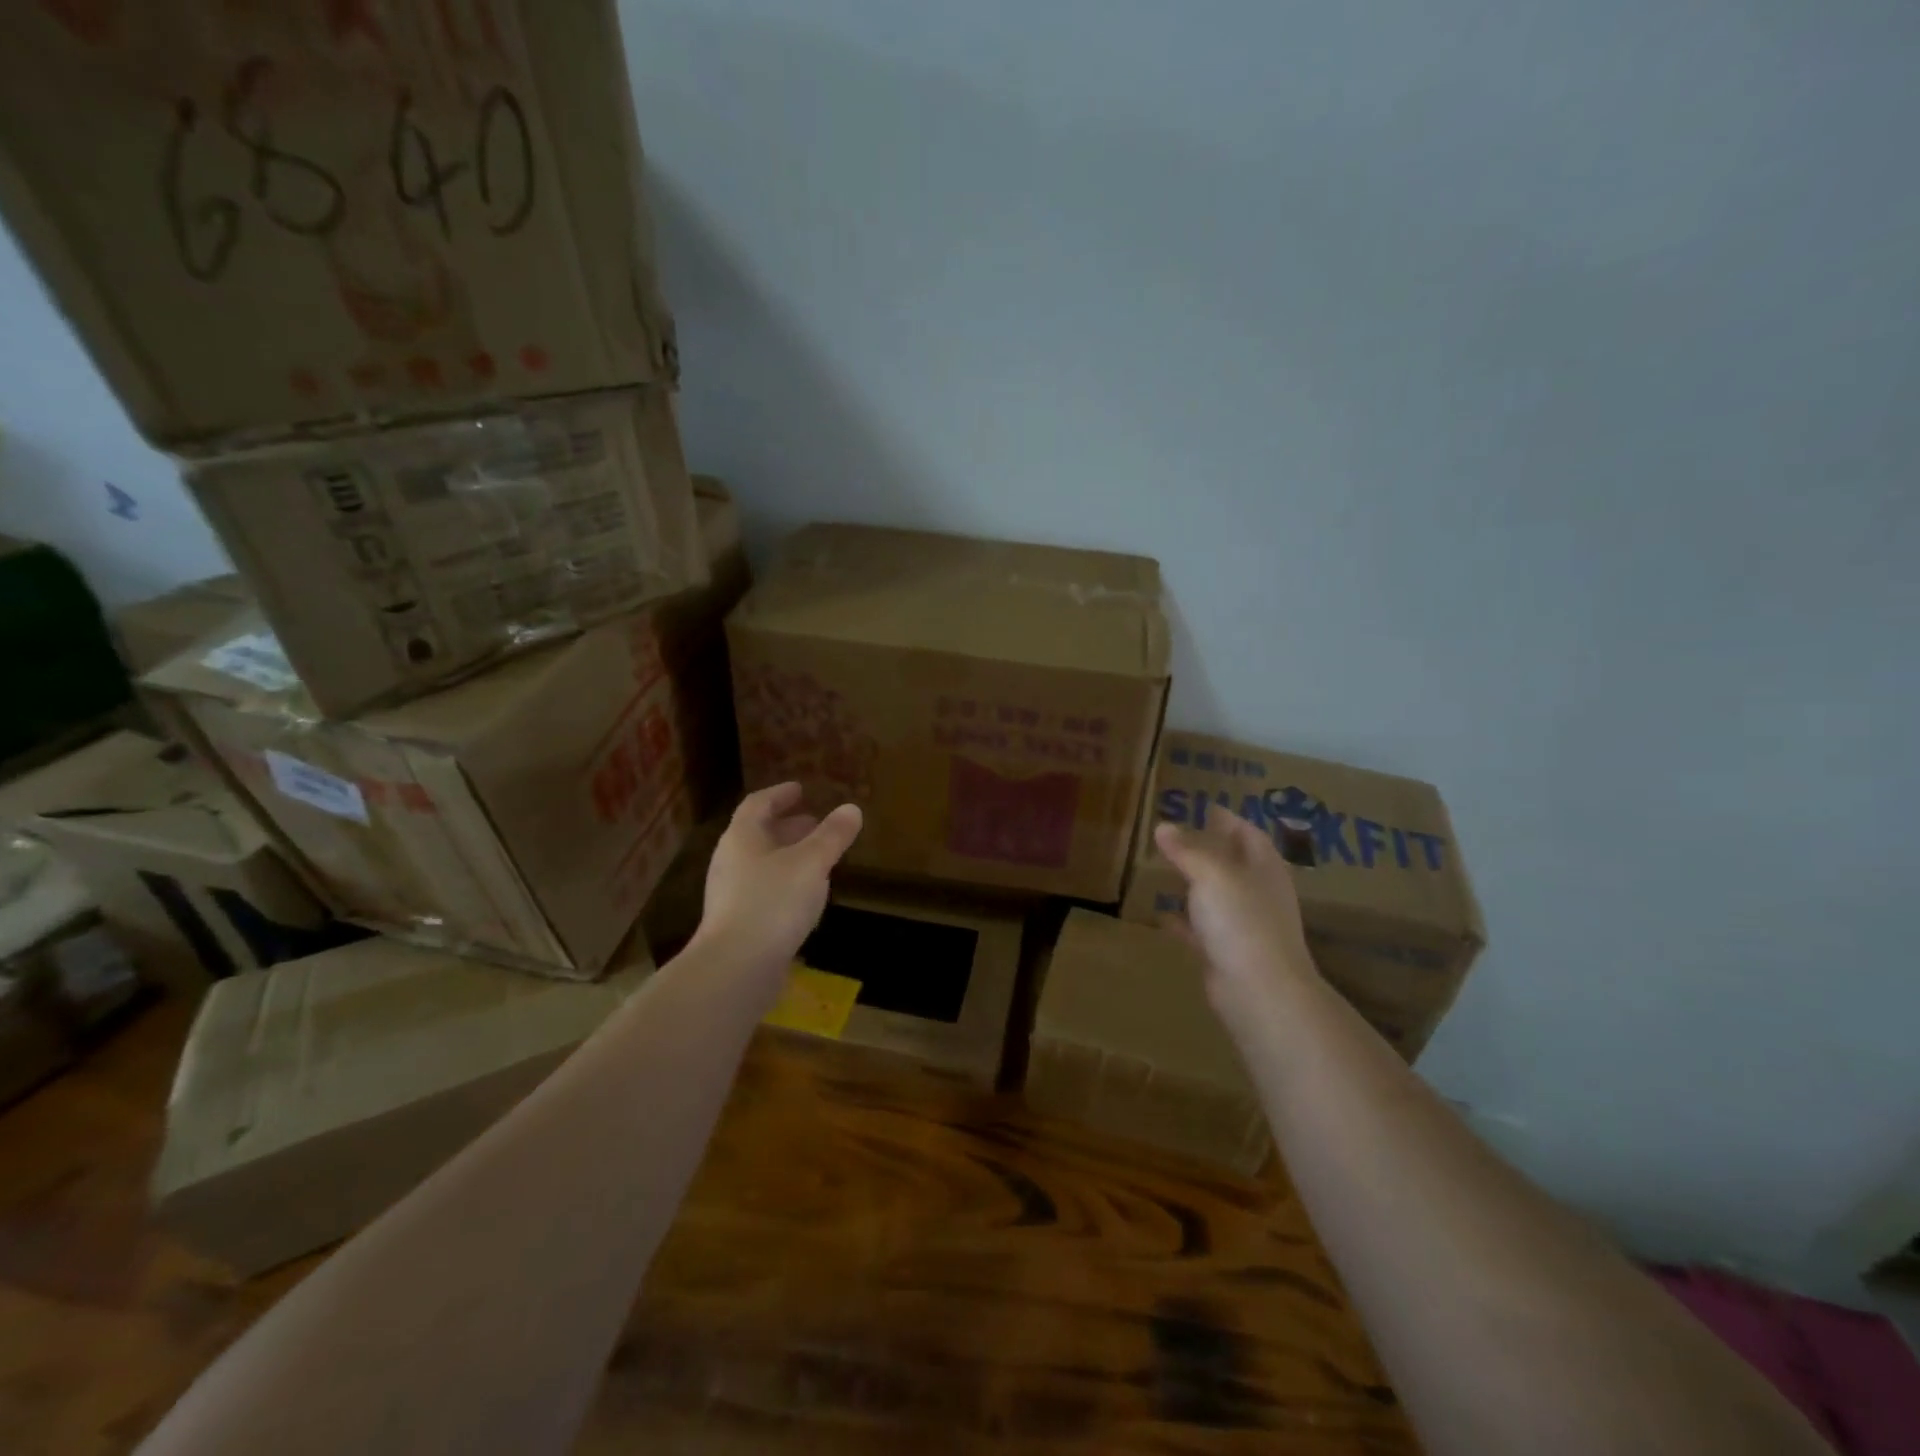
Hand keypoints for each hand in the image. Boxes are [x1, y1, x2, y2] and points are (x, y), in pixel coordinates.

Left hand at [693, 783, 862, 975]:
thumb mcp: (811, 863)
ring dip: (788, 857)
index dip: (779, 795)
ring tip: (817, 859)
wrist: (736, 968)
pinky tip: (806, 898)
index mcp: (742, 838)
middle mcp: (731, 862)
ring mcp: (731, 895)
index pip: (758, 804)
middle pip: (758, 835)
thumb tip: (852, 809)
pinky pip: (763, 892)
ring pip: (762, 865)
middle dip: (787, 827)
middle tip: (813, 822)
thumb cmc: (773, 903)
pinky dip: (785, 884)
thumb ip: (832, 836)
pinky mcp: (738, 924)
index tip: (800, 789)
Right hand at [1154, 805, 1317, 999]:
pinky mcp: (1227, 954)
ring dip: (1196, 884)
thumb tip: (1163, 827)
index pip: (1249, 834)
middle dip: (1211, 849)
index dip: (1229, 820)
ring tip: (1166, 869)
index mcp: (1264, 869)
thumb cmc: (1242, 921)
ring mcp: (1244, 927)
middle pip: (1235, 864)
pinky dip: (1184, 921)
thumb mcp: (1211, 875)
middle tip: (1179, 835)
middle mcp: (1258, 894)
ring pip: (1218, 897)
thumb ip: (1186, 850)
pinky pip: (1201, 930)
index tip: (1206, 807)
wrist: (1259, 991)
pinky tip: (1161, 915)